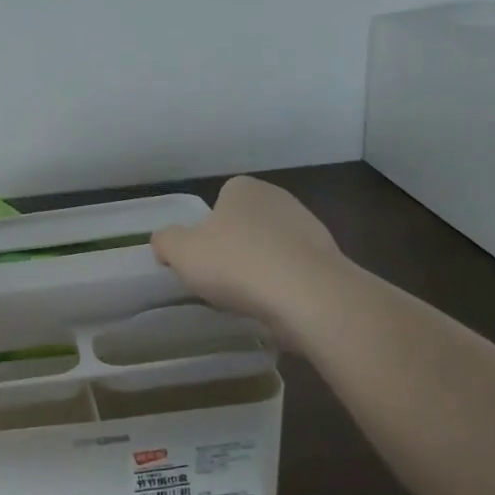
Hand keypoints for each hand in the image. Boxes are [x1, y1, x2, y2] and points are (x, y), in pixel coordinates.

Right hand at [151, 176, 346, 349]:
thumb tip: (164, 241)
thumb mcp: (180, 251)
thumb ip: (165, 241)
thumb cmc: (235, 263)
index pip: (220, 200)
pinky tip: (274, 306)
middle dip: (235, 247)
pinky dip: (284, 287)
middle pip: (246, 224)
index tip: (201, 256)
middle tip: (220, 278)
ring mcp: (310, 228)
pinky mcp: (329, 261)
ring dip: (261, 268)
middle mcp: (279, 199)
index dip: (207, 229)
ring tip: (247, 298)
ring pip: (272, 248)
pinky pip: (295, 272)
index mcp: (243, 188)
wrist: (307, 295)